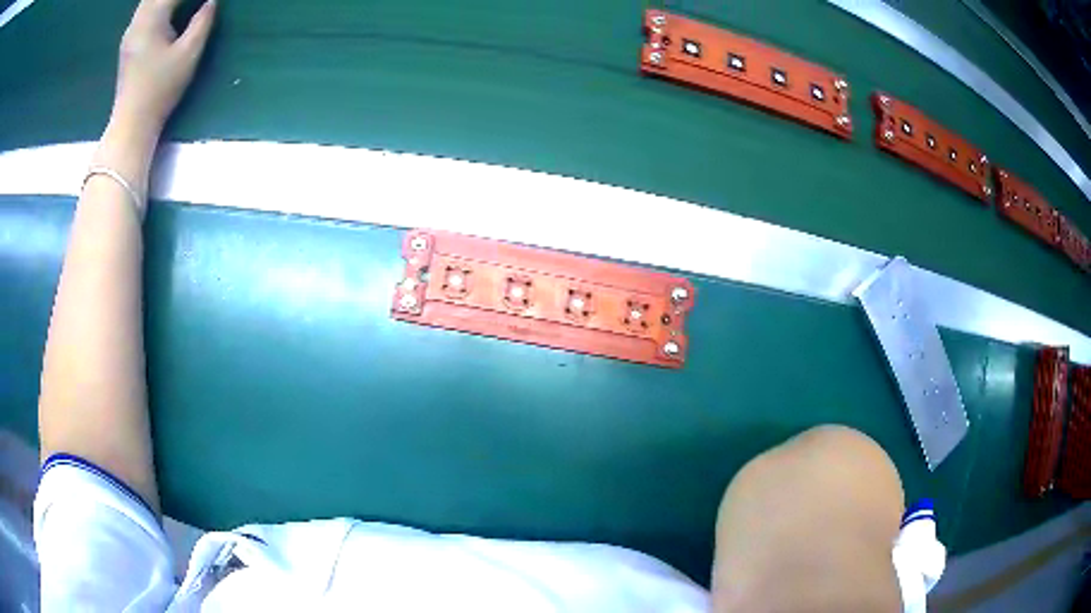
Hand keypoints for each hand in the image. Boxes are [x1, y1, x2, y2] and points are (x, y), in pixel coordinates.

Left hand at [112, 0, 216, 136]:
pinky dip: (157, 4)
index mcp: (152, 20)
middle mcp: (138, 22)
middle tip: (194, 0)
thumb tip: (211, 1)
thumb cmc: (160, 90)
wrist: (131, 124)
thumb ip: (202, 22)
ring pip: (148, 1)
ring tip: (181, 4)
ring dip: (165, 0)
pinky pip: (144, 10)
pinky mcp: (129, 43)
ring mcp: (130, 33)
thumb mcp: (188, 54)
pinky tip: (167, 10)